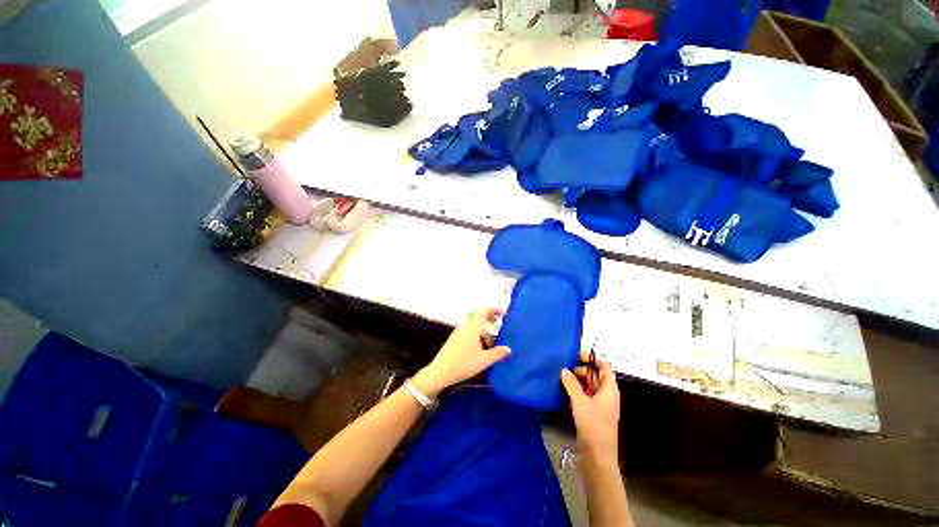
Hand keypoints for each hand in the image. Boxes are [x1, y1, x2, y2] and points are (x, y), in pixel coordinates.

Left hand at [413, 307, 510, 396]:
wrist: (440, 372)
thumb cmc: (463, 364)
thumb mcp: (484, 360)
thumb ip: (497, 353)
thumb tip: (508, 349)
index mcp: (472, 327)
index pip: (484, 310)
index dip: (494, 309)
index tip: (503, 313)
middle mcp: (465, 325)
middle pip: (477, 313)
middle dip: (488, 316)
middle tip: (497, 323)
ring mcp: (458, 331)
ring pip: (472, 322)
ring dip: (482, 326)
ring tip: (490, 340)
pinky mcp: (454, 338)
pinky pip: (468, 329)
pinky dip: (476, 332)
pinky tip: (480, 345)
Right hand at [561, 352, 620, 461]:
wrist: (598, 457)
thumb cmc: (593, 426)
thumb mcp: (580, 402)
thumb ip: (571, 384)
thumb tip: (564, 369)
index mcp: (609, 389)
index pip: (605, 366)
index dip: (592, 358)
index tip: (576, 355)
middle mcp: (606, 394)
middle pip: (596, 374)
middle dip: (581, 368)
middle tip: (565, 367)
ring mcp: (600, 403)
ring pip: (589, 384)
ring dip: (577, 379)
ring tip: (562, 376)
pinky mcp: (593, 412)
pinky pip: (585, 394)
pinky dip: (576, 389)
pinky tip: (564, 389)